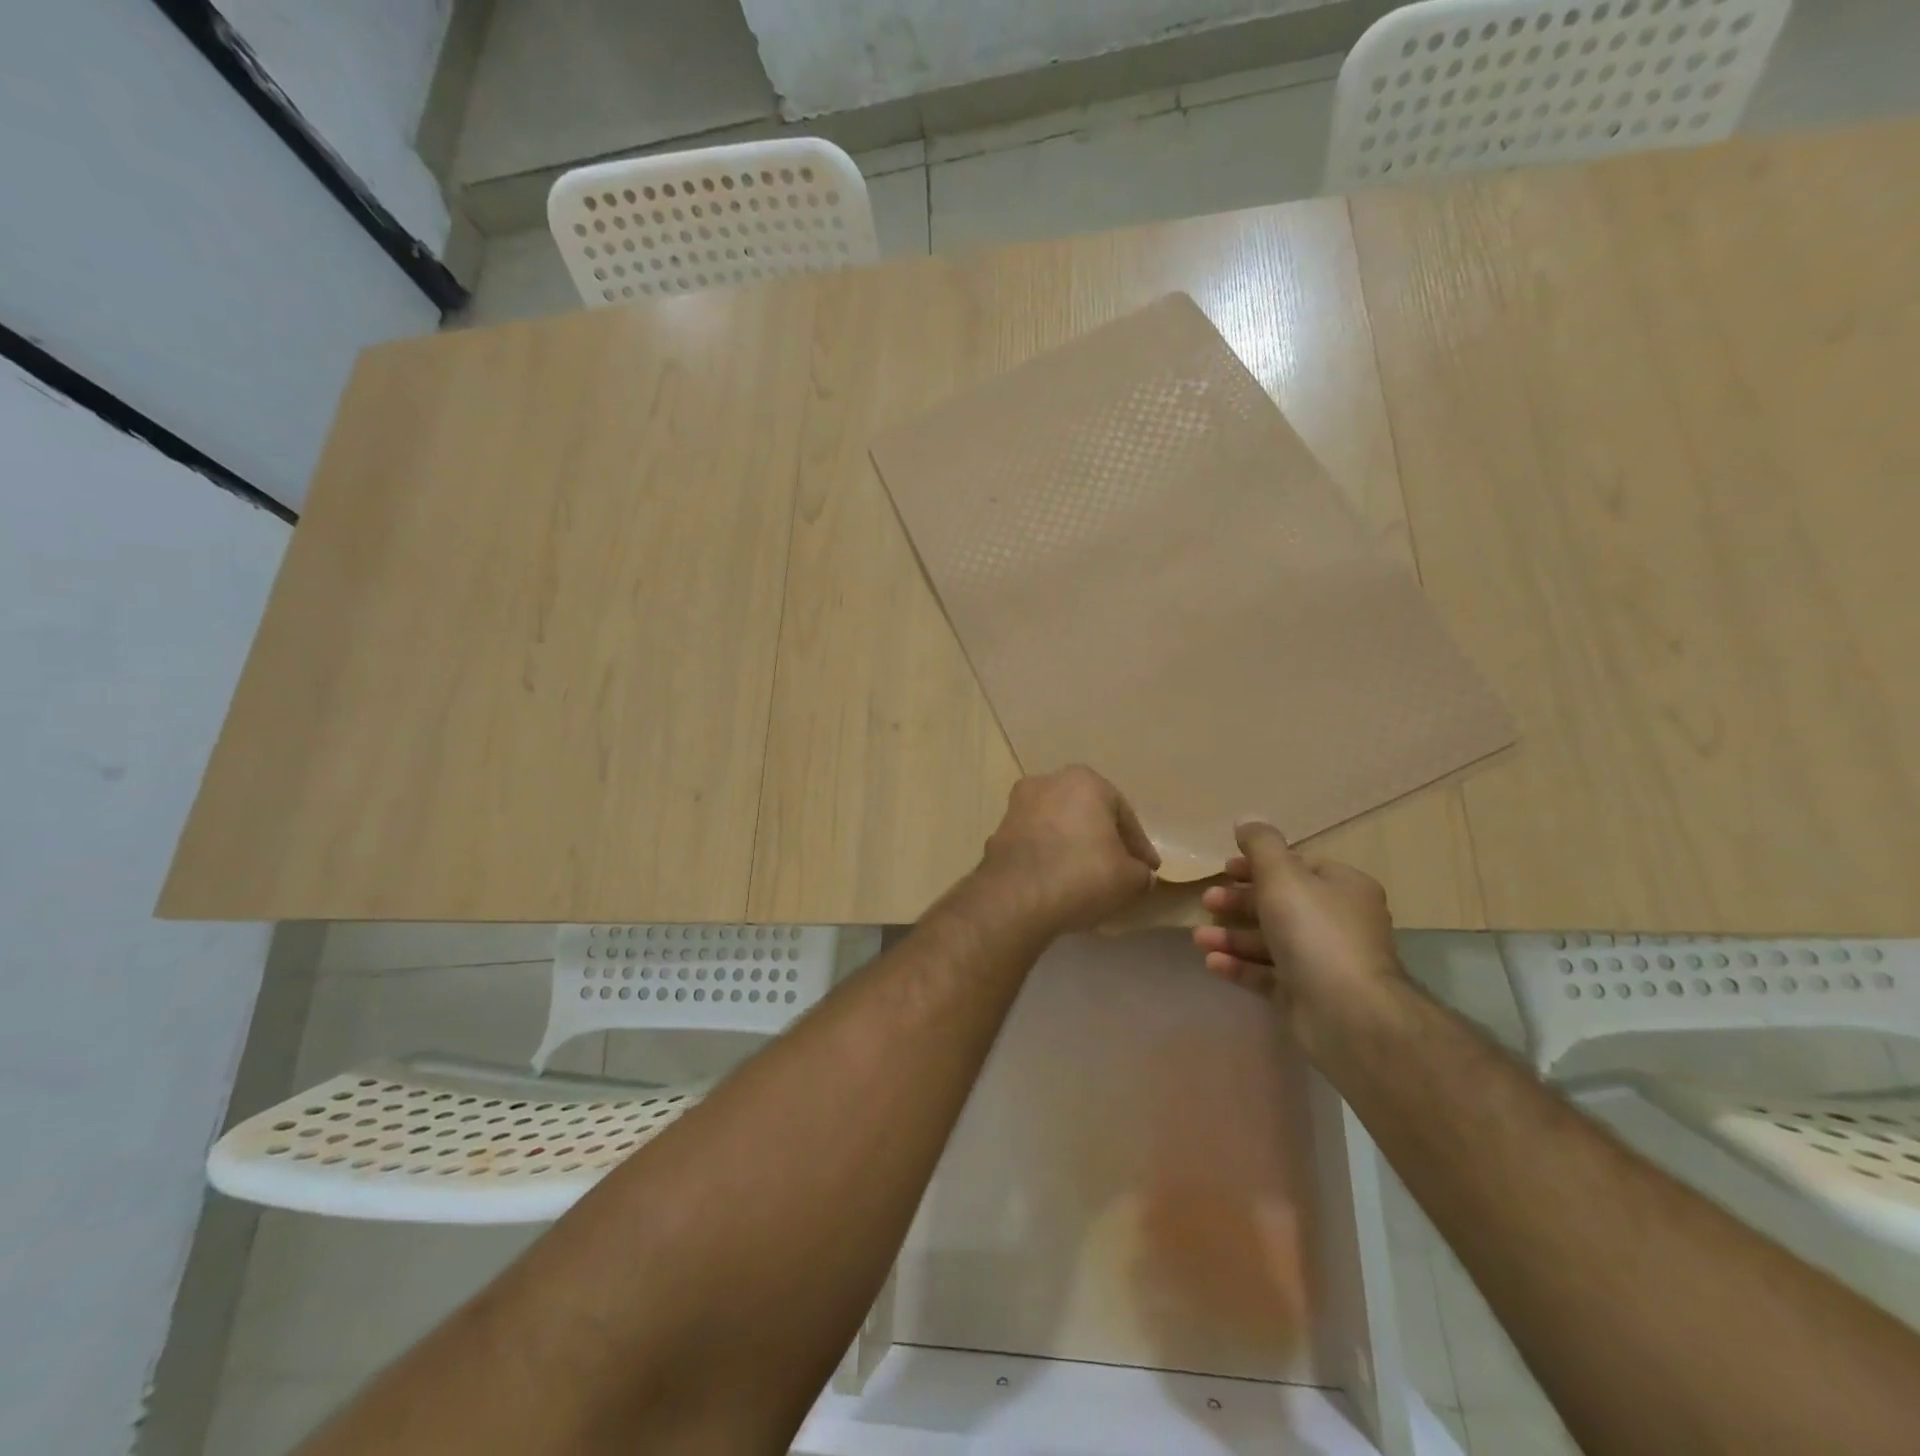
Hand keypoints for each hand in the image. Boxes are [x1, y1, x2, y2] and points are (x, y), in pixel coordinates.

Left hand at [978, 766, 1160, 933]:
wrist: (1016, 898)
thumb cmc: (1082, 875)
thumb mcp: (1130, 879)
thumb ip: (1140, 872)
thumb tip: (1139, 875)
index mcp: (1084, 781)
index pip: (1123, 815)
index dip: (1138, 846)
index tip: (1148, 870)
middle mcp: (1047, 783)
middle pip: (1087, 815)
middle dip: (1103, 840)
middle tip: (1119, 869)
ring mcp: (1017, 807)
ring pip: (1057, 827)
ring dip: (1072, 847)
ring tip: (1086, 878)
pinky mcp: (998, 833)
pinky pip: (1034, 844)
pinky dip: (1048, 858)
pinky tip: (1057, 883)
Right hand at [1192, 822, 1406, 1045]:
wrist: (1347, 1013)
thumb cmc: (1314, 932)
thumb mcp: (1282, 875)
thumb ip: (1261, 845)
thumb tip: (1247, 819)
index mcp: (1343, 887)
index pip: (1298, 866)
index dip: (1258, 865)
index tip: (1224, 869)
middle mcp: (1339, 921)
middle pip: (1280, 903)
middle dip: (1239, 902)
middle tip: (1207, 901)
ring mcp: (1325, 960)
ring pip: (1271, 940)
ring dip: (1232, 936)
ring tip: (1198, 938)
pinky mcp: (1309, 994)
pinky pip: (1269, 974)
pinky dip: (1241, 966)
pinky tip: (1212, 963)